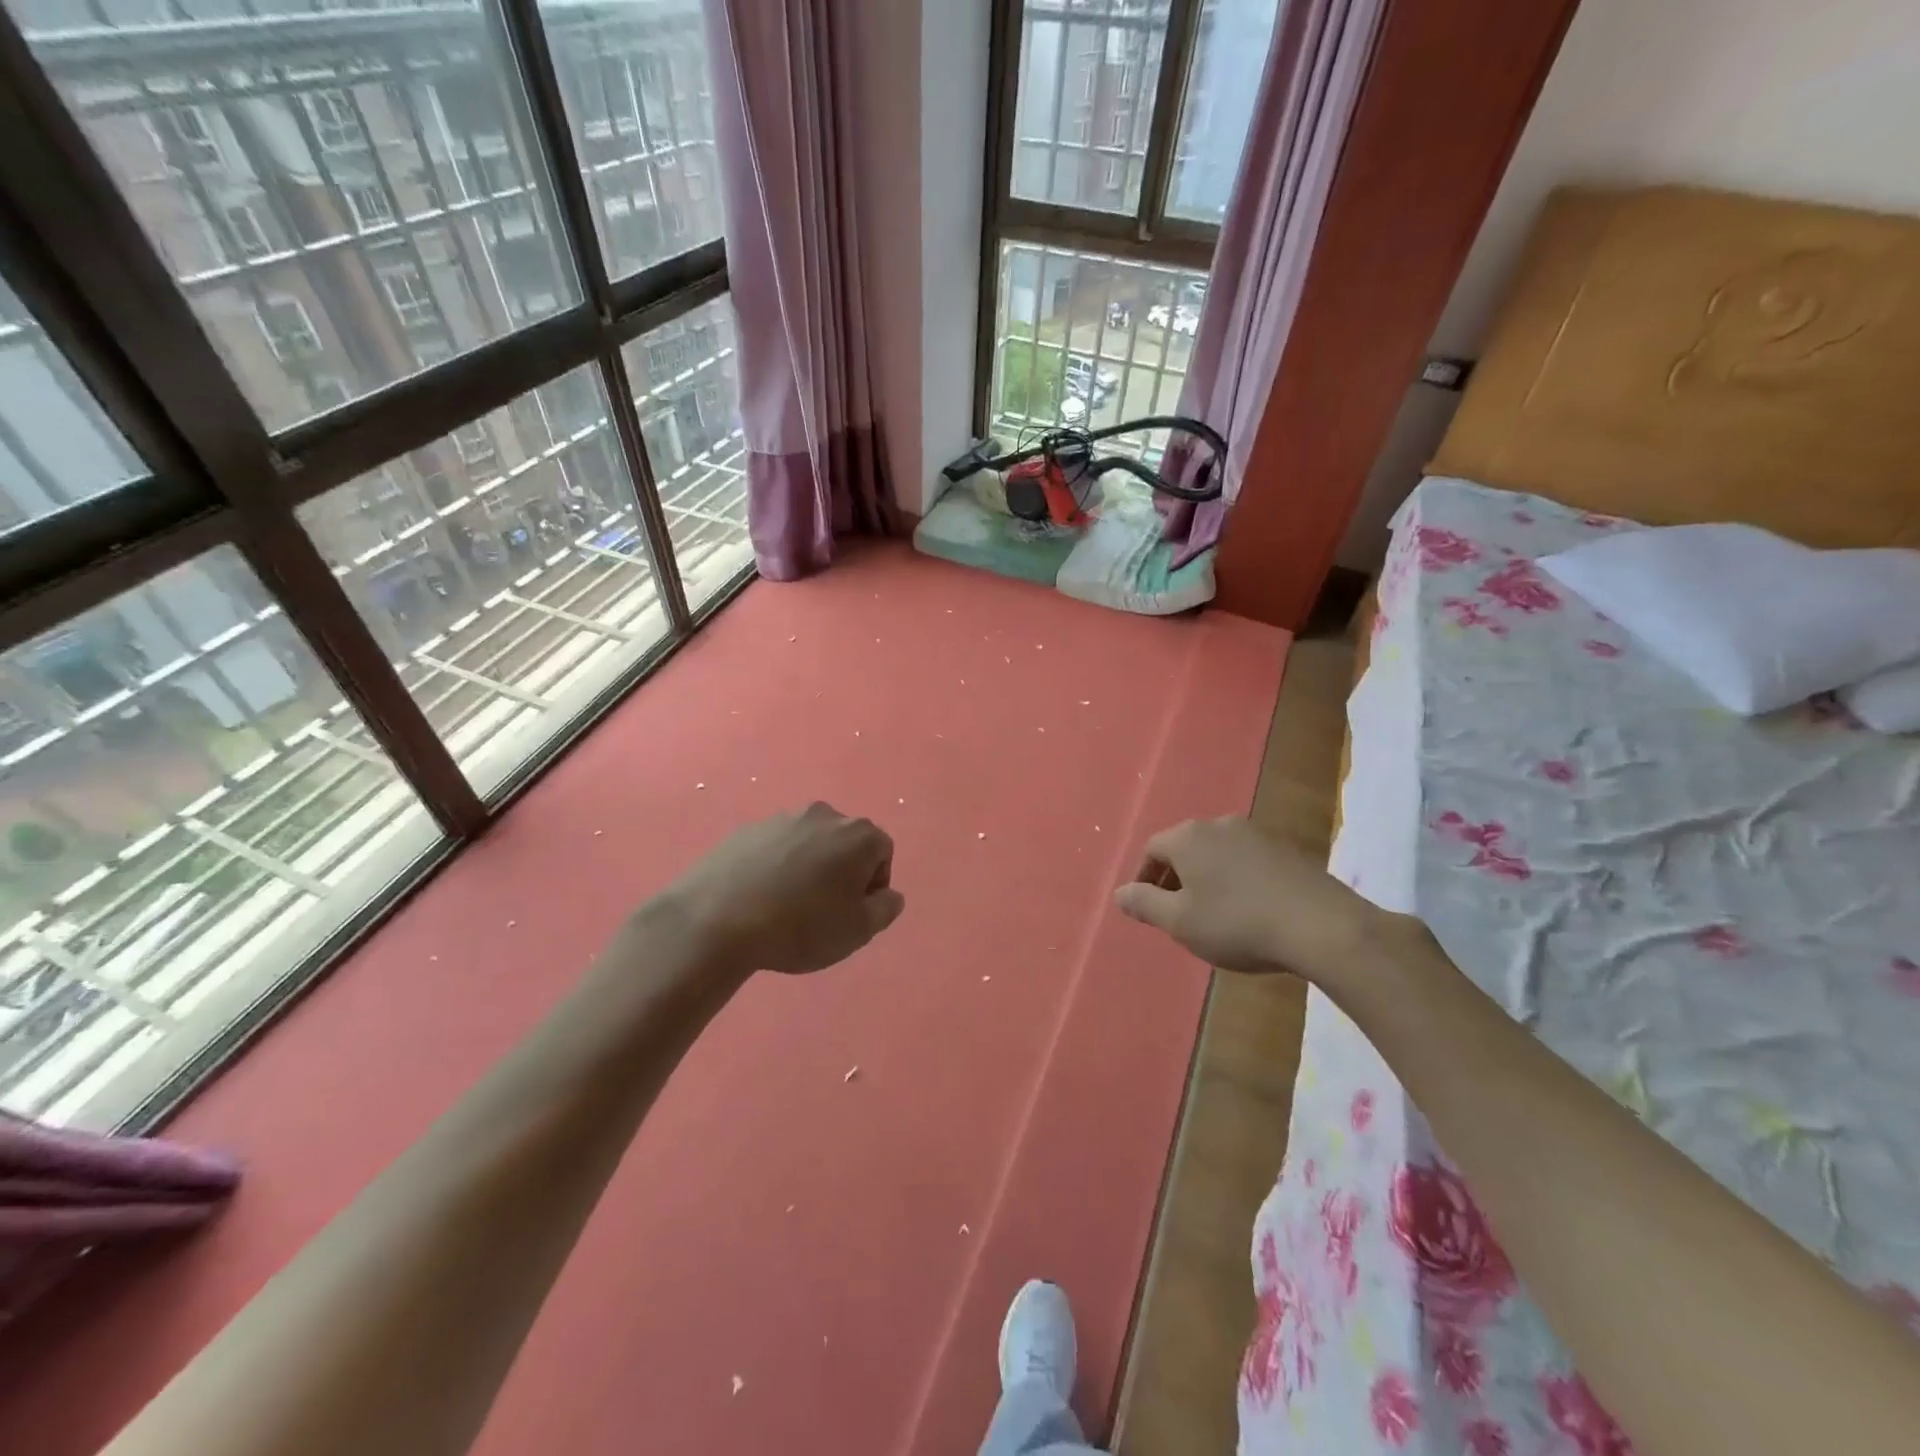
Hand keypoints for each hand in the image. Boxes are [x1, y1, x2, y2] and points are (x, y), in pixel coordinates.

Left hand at [655, 802, 904, 974]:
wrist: (717, 921)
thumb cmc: (801, 926)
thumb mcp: (858, 931)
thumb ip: (885, 909)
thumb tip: (889, 894)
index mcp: (857, 834)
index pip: (882, 852)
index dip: (874, 885)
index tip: (854, 913)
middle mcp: (823, 815)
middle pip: (845, 842)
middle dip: (842, 871)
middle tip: (825, 910)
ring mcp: (781, 818)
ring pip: (808, 843)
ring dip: (808, 867)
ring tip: (788, 906)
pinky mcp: (746, 829)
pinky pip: (774, 848)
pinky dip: (775, 867)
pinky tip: (759, 898)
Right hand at [1113, 816, 1384, 983]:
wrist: (1321, 925)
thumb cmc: (1237, 923)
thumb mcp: (1180, 922)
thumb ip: (1144, 904)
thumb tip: (1119, 893)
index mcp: (1188, 837)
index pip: (1152, 849)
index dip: (1144, 879)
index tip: (1147, 908)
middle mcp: (1219, 825)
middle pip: (1184, 848)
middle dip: (1174, 878)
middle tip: (1176, 913)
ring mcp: (1256, 834)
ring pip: (1216, 854)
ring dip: (1206, 879)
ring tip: (1212, 914)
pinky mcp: (1286, 849)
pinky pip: (1245, 861)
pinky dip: (1236, 880)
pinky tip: (1247, 910)